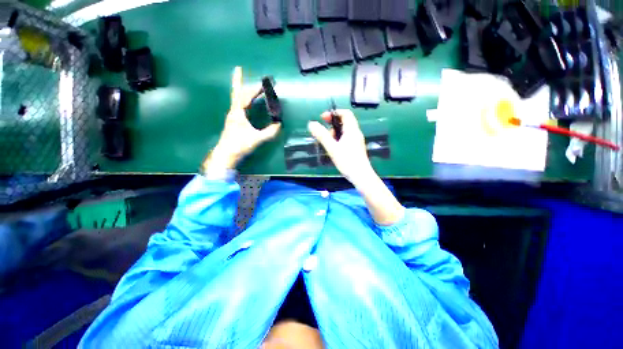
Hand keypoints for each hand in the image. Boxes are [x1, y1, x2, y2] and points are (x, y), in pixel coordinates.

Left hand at [203, 67, 280, 170]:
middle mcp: (234, 111)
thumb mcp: (256, 139)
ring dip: (242, 89)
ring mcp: (233, 116)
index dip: (255, 88)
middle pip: (239, 93)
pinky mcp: (234, 121)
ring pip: (238, 98)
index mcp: (238, 113)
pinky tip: (247, 101)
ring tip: (244, 80)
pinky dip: (243, 99)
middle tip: (252, 76)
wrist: (226, 154)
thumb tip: (279, 125)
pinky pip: (239, 105)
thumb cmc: (239, 145)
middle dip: (245, 84)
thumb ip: (269, 132)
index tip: (264, 83)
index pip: (246, 96)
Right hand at [308, 109, 375, 185]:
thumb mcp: (332, 148)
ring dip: (335, 134)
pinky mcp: (356, 148)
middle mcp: (356, 133)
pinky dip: (338, 140)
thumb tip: (311, 124)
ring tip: (328, 144)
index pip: (345, 113)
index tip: (323, 118)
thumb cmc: (347, 161)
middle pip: (344, 122)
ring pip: (345, 132)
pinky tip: (334, 149)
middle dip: (332, 125)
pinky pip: (346, 139)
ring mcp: (357, 141)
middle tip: (325, 134)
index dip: (334, 113)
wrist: (361, 176)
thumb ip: (322, 136)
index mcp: (352, 130)